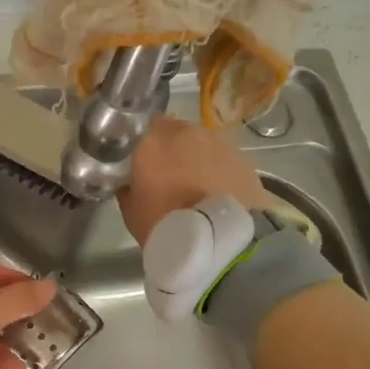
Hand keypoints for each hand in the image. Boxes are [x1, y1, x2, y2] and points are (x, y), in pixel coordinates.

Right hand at [118, 116, 278, 246]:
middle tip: (165, 173)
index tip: (135, 158)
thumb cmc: (165, 226)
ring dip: (194, 156)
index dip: (137, 141)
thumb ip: (127, 186)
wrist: (221, 242)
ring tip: (194, 184)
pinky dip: (217, 168)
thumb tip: (129, 180)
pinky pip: (222, 156)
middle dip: (167, 147)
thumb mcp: (130, 210)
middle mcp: (183, 132)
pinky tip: (216, 190)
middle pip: (171, 130)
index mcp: (150, 141)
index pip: (136, 126)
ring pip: (199, 141)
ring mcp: (216, 141)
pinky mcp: (242, 156)